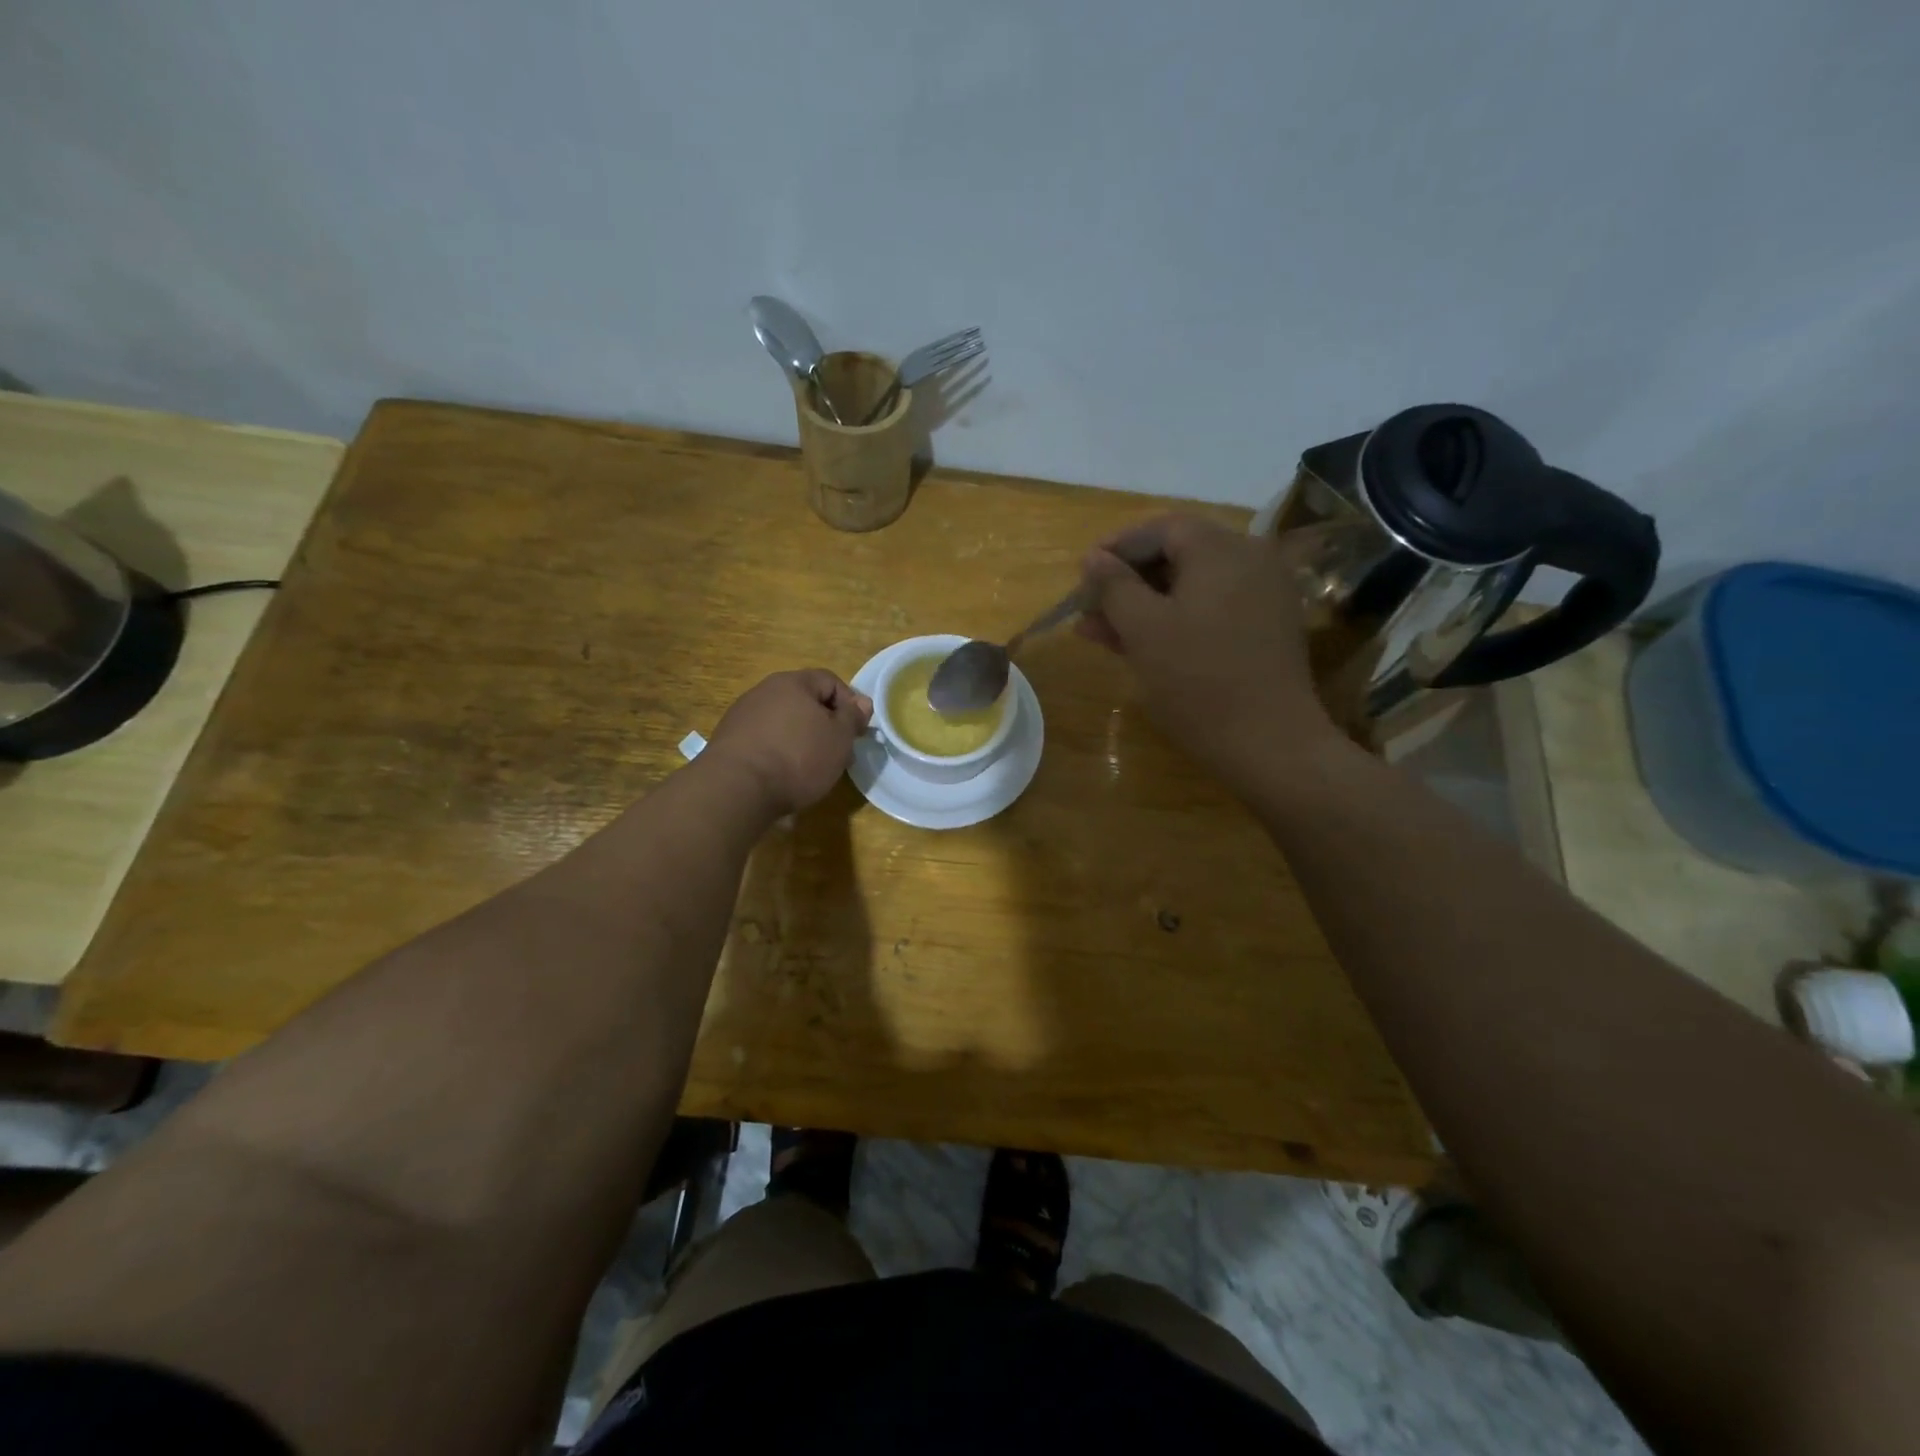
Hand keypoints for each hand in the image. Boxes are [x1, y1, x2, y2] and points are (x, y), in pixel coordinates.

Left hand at [704, 669, 872, 816]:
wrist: (736, 788)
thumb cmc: (798, 757)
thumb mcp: (839, 738)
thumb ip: (853, 717)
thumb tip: (861, 702)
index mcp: (793, 682)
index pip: (830, 681)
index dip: (850, 704)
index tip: (857, 732)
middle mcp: (764, 690)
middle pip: (805, 701)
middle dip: (826, 724)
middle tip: (838, 753)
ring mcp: (742, 714)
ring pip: (784, 721)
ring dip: (802, 739)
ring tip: (811, 768)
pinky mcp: (729, 740)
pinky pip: (764, 739)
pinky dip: (779, 751)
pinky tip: (783, 774)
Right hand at [1077, 515, 1339, 790]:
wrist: (1270, 743)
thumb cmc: (1198, 680)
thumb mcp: (1144, 630)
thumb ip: (1114, 586)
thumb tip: (1094, 557)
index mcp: (1222, 549)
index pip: (1161, 528)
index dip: (1117, 547)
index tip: (1083, 573)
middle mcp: (1250, 560)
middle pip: (1177, 556)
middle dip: (1127, 581)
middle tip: (1088, 609)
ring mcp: (1263, 595)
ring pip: (1191, 587)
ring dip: (1144, 605)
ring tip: (1099, 633)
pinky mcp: (1265, 629)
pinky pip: (1211, 610)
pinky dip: (1174, 620)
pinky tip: (1140, 644)